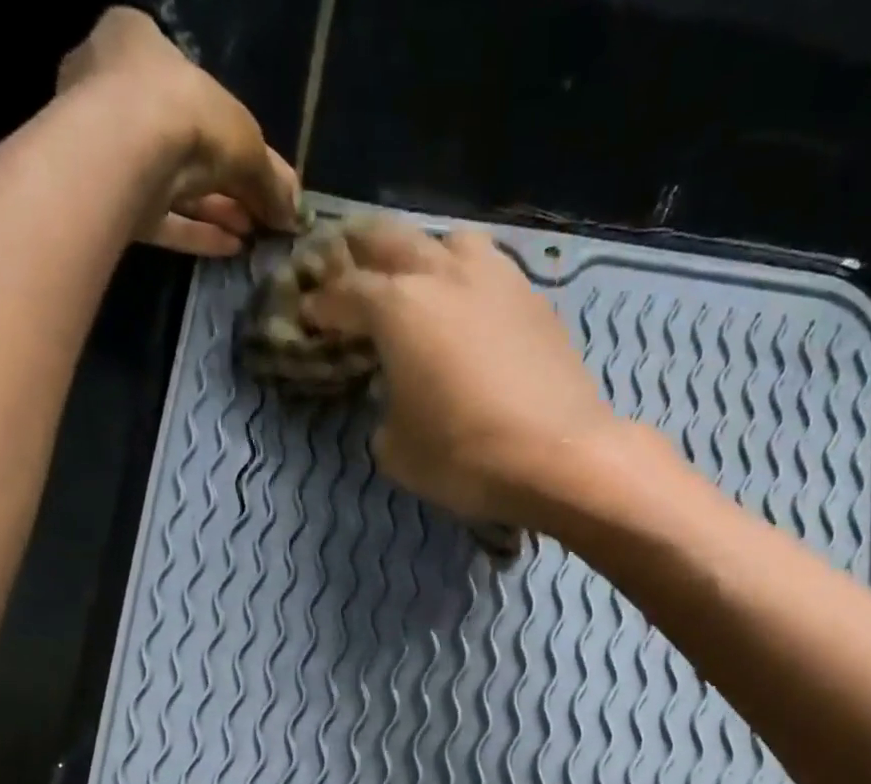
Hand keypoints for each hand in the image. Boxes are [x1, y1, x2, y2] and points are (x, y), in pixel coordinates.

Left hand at [57, 7, 299, 255]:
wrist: (126, 155)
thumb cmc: (186, 114)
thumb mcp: (246, 140)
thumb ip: (272, 178)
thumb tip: (296, 214)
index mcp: (140, 44)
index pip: (193, 88)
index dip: (233, 133)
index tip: (261, 171)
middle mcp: (116, 90)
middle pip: (187, 144)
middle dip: (229, 183)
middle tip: (264, 213)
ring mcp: (109, 150)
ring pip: (175, 184)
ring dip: (218, 211)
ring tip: (254, 235)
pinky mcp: (111, 201)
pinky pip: (163, 217)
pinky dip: (199, 232)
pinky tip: (232, 248)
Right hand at [300, 220, 619, 526]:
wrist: (560, 457)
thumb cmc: (465, 457)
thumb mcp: (398, 452)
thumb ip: (382, 416)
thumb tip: (393, 401)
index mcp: (397, 307)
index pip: (344, 291)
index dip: (322, 304)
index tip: (310, 316)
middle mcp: (442, 274)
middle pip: (390, 239)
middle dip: (361, 254)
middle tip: (351, 276)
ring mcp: (496, 279)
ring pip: (448, 240)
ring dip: (424, 254)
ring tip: (420, 282)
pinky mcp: (535, 299)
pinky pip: (490, 271)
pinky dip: (468, 281)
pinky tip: (470, 309)